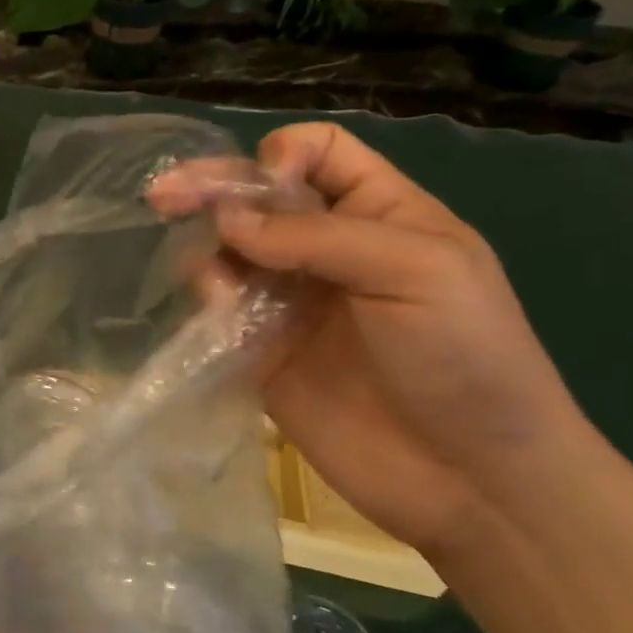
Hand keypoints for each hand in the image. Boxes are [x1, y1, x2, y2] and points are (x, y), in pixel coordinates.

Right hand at [149, 122, 593, 559]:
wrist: (469, 479)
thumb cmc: (465, 356)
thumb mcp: (416, 270)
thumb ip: (317, 236)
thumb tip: (225, 221)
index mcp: (379, 212)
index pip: (318, 153)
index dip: (282, 155)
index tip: (265, 188)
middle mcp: (327, 247)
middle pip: (257, 195)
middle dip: (212, 187)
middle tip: (163, 195)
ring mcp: (290, 298)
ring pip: (227, 247)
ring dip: (207, 245)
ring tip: (208, 275)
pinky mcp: (259, 346)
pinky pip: (217, 304)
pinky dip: (205, 296)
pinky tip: (212, 307)